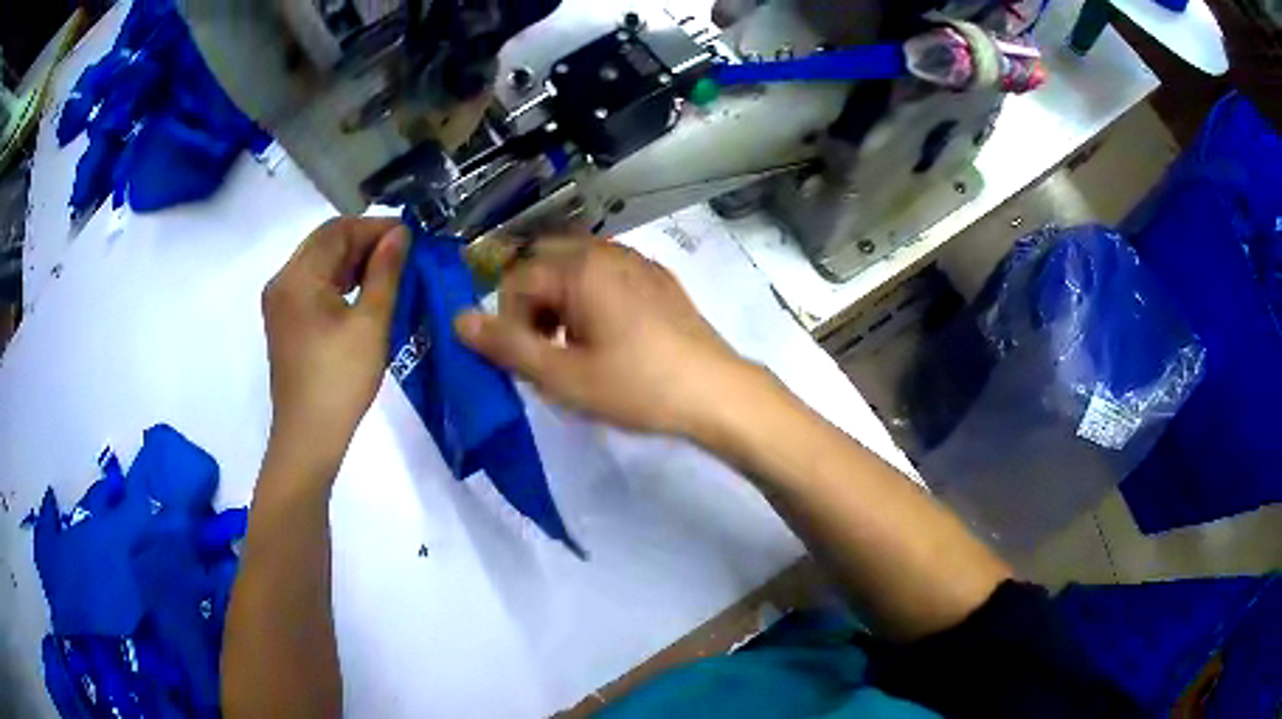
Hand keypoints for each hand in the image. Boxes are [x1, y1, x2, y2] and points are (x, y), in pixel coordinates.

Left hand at [261, 217, 408, 468]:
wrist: (309, 437)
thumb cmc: (340, 380)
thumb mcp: (371, 323)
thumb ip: (385, 272)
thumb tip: (400, 234)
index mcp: (298, 277)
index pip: (337, 230)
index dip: (375, 227)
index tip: (410, 235)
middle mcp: (282, 281)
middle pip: (324, 243)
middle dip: (364, 241)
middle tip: (403, 252)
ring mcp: (280, 303)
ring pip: (319, 264)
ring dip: (352, 261)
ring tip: (389, 270)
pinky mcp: (285, 322)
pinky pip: (312, 286)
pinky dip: (338, 281)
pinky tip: (363, 291)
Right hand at [454, 238, 759, 438]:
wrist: (716, 392)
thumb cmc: (637, 386)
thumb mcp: (564, 376)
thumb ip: (507, 347)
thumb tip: (458, 320)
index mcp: (580, 267)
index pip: (516, 280)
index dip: (509, 322)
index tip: (528, 361)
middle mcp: (606, 251)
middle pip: (544, 263)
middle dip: (532, 304)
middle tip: (546, 348)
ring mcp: (637, 260)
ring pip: (575, 266)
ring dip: (560, 300)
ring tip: (574, 345)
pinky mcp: (658, 277)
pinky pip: (607, 274)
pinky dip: (590, 297)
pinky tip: (609, 336)